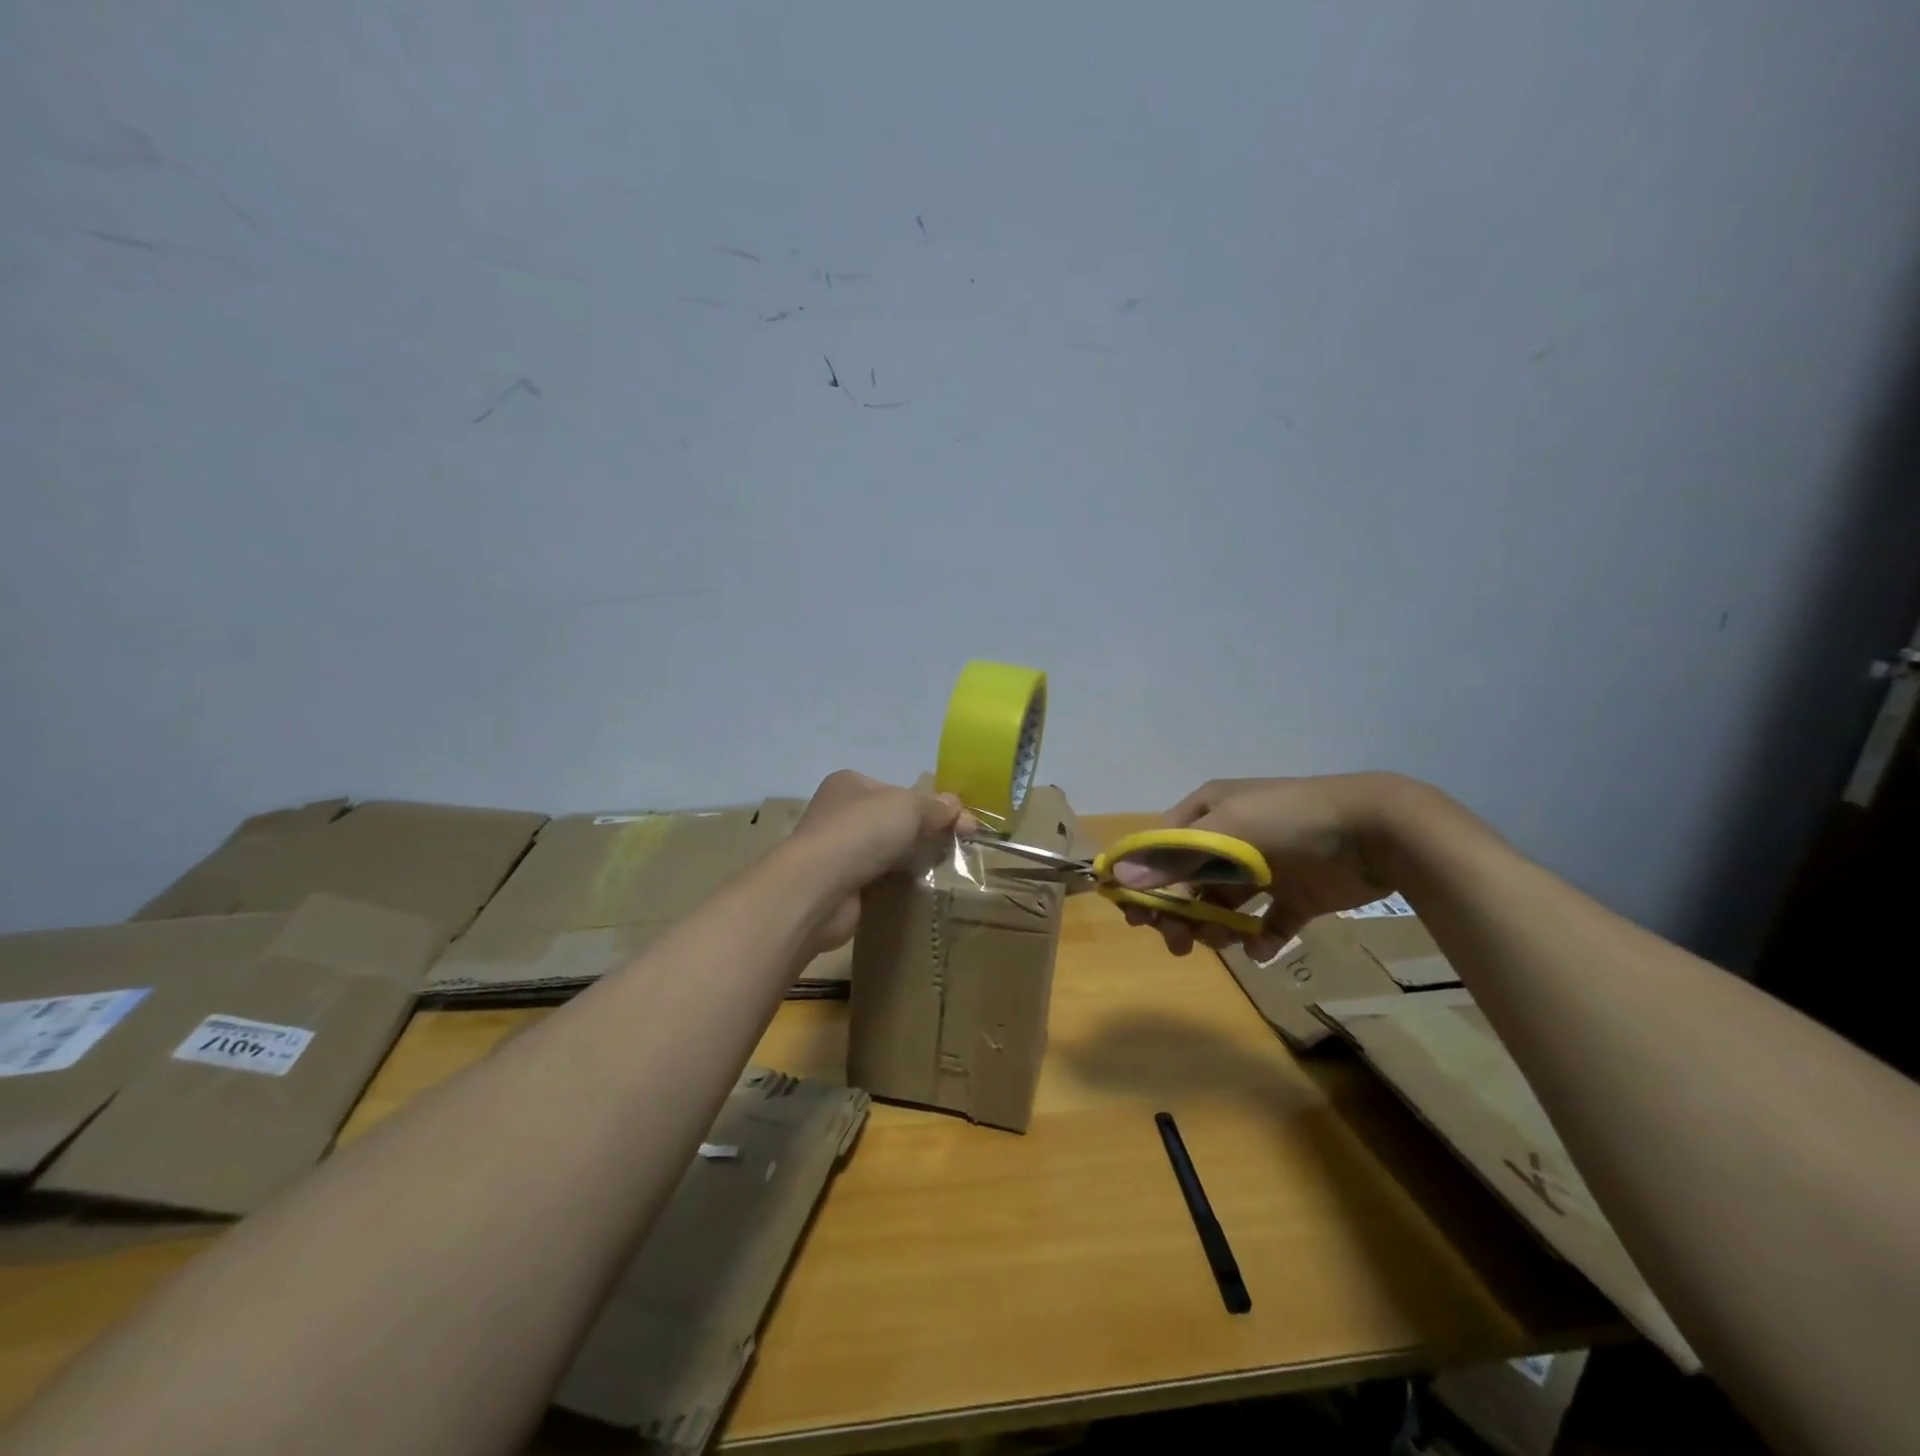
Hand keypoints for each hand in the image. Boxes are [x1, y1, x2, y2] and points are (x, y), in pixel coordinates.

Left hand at [789, 770, 975, 951]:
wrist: (817, 889)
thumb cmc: (860, 833)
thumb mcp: (907, 807)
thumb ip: (934, 807)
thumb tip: (957, 806)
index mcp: (850, 783)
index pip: (898, 790)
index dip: (931, 805)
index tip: (961, 824)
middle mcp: (839, 812)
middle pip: (893, 820)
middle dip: (924, 832)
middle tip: (956, 848)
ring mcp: (836, 850)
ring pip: (886, 850)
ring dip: (910, 858)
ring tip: (942, 869)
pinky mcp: (839, 884)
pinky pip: (877, 878)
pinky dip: (896, 881)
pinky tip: (916, 888)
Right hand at [1111, 773, 1411, 958]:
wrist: (1376, 831)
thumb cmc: (1289, 821)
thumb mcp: (1225, 833)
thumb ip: (1172, 860)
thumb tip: (1118, 880)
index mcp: (1209, 814)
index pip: (1162, 849)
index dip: (1145, 881)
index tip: (1136, 917)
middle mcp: (1232, 839)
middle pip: (1189, 882)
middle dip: (1180, 913)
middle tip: (1180, 943)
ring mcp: (1265, 867)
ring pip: (1223, 905)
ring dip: (1216, 927)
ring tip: (1228, 940)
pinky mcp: (1297, 894)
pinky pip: (1268, 922)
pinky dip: (1261, 939)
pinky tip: (1262, 946)